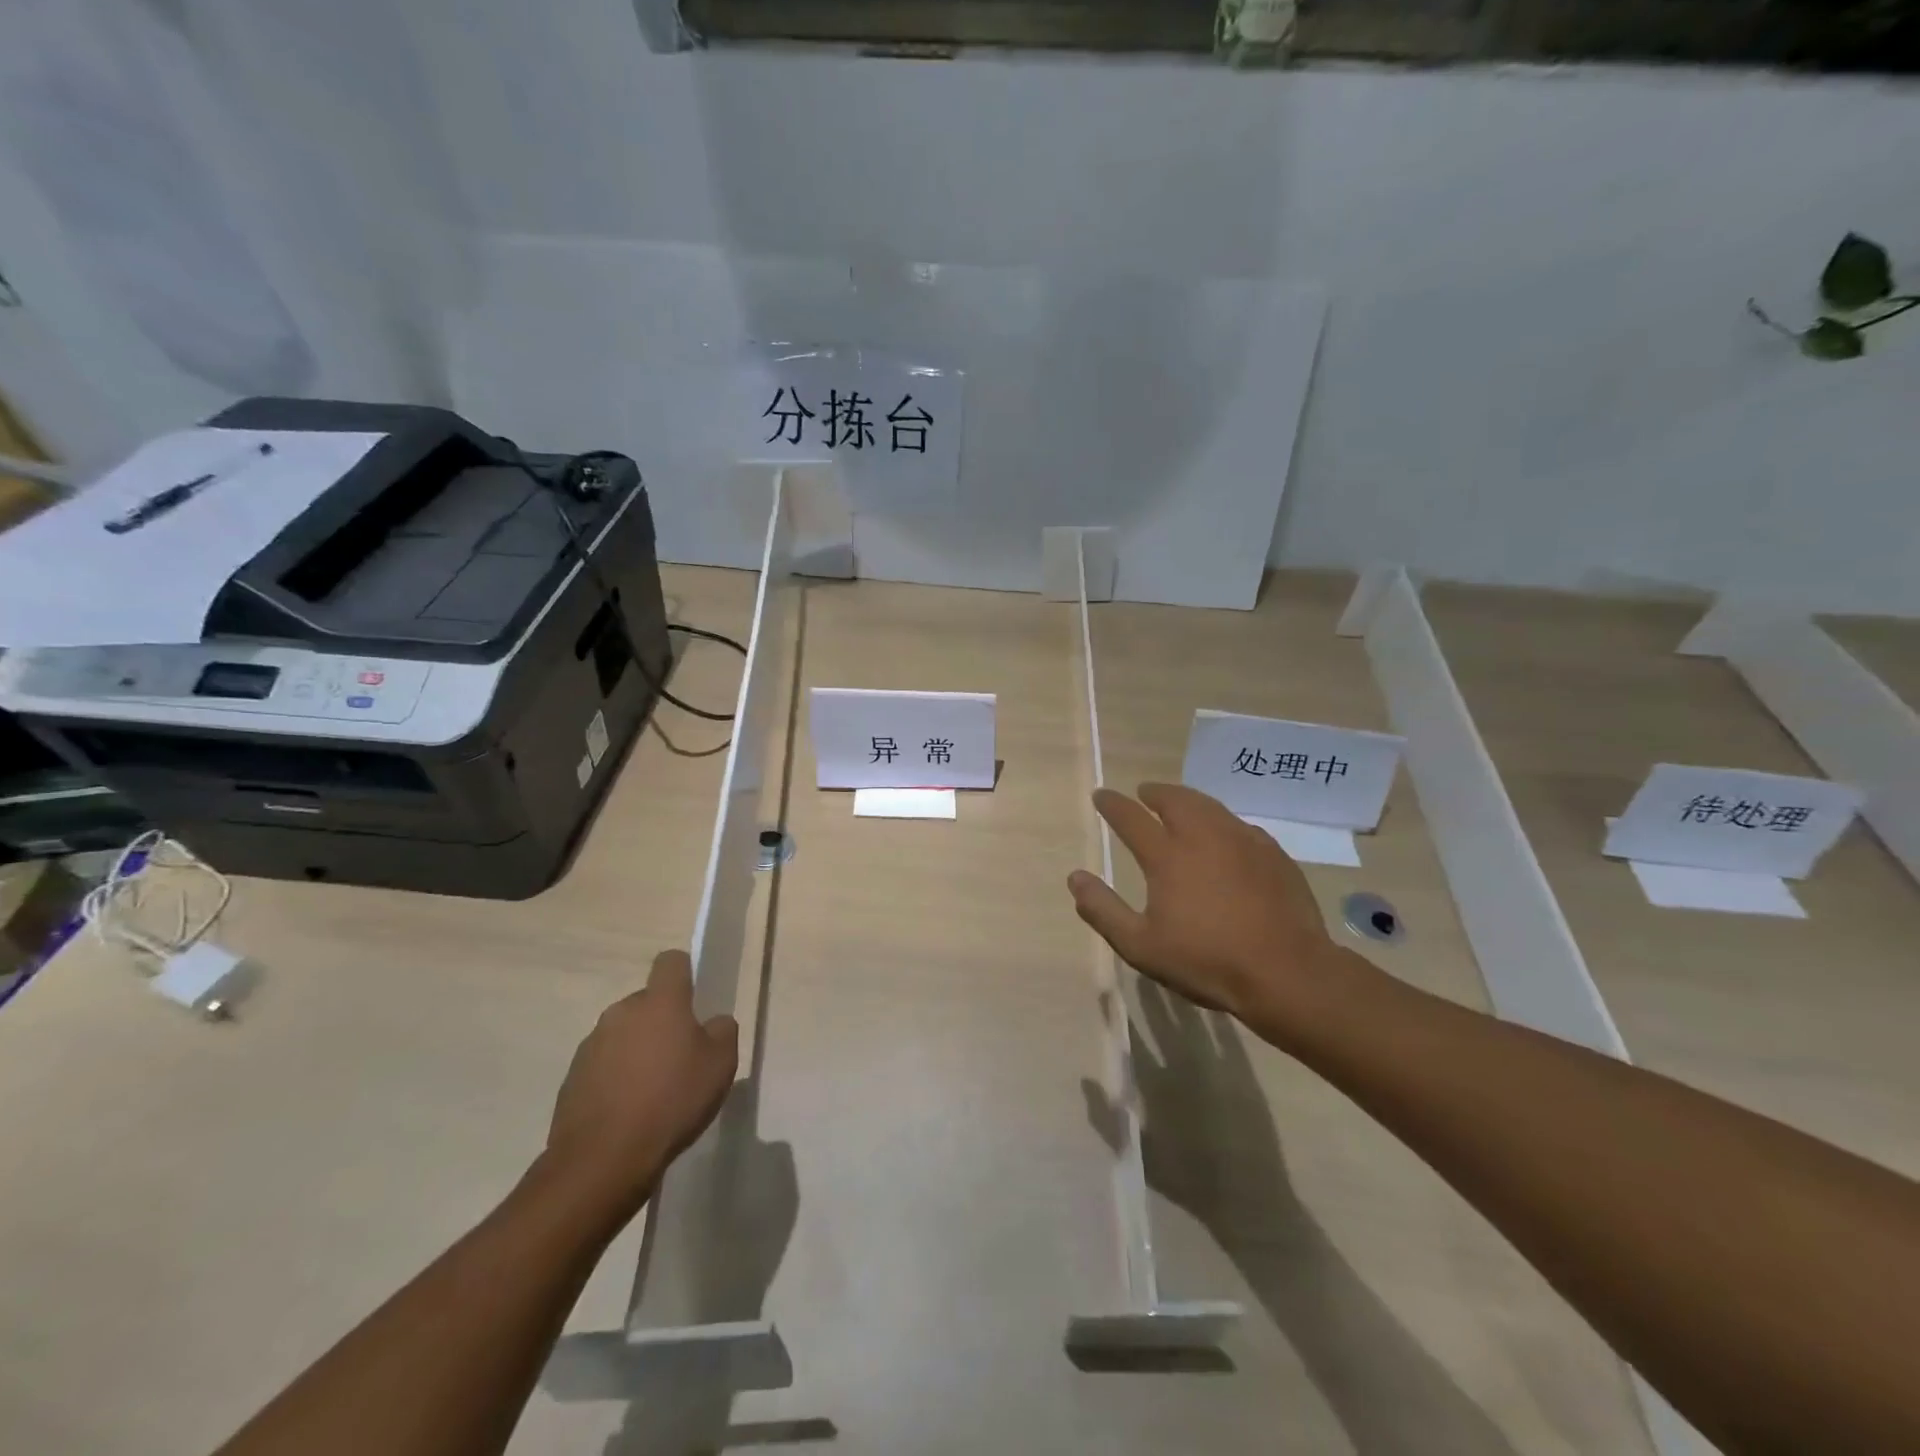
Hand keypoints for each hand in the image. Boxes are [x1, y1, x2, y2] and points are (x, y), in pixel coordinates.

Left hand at [541, 950, 739, 1217]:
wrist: (602, 1160)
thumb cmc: (672, 1101)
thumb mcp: (721, 1064)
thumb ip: (722, 1031)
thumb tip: (712, 1024)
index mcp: (660, 1001)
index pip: (671, 961)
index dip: (685, 973)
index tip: (696, 1000)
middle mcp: (621, 1012)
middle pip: (648, 1002)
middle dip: (663, 1021)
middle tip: (682, 1057)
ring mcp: (592, 1045)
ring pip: (625, 1034)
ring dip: (639, 1050)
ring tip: (655, 1091)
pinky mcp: (572, 1078)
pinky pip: (604, 1065)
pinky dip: (617, 1079)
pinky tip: (630, 1112)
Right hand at [1068, 783, 1368, 1045]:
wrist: (1287, 972)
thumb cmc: (1207, 961)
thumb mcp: (1141, 946)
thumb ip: (1103, 910)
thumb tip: (1075, 877)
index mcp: (1168, 856)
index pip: (1131, 817)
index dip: (1112, 804)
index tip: (1101, 795)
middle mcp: (1204, 836)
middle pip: (1175, 799)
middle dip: (1155, 792)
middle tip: (1144, 792)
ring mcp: (1243, 841)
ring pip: (1210, 806)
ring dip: (1188, 800)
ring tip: (1180, 804)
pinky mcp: (1272, 853)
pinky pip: (1239, 825)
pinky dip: (1221, 821)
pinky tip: (1224, 835)